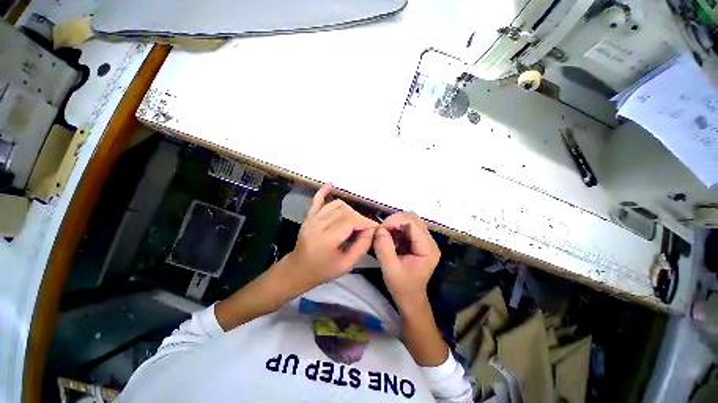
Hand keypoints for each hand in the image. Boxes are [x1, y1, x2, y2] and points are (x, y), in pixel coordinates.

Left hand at [287, 183, 377, 290]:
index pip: (350, 221)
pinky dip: (324, 191)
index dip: (365, 222)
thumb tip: (371, 230)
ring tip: (354, 221)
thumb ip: (361, 246)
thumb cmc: (323, 270)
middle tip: (365, 228)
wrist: (298, 269)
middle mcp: (318, 224)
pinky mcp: (308, 216)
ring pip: (337, 205)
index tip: (375, 227)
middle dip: (359, 218)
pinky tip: (331, 184)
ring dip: (349, 210)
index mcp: (326, 239)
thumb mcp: (346, 265)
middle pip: (345, 212)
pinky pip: (317, 200)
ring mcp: (312, 218)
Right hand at [373, 212, 439, 309]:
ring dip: (395, 224)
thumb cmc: (402, 287)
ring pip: (410, 221)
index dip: (395, 221)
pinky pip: (408, 228)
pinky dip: (396, 229)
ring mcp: (425, 241)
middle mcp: (430, 242)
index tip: (380, 229)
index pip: (413, 223)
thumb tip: (380, 229)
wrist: (410, 299)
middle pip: (413, 218)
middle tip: (381, 230)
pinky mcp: (419, 242)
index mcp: (427, 249)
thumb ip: (384, 248)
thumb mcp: (390, 269)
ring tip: (385, 234)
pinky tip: (390, 238)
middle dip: (395, 221)